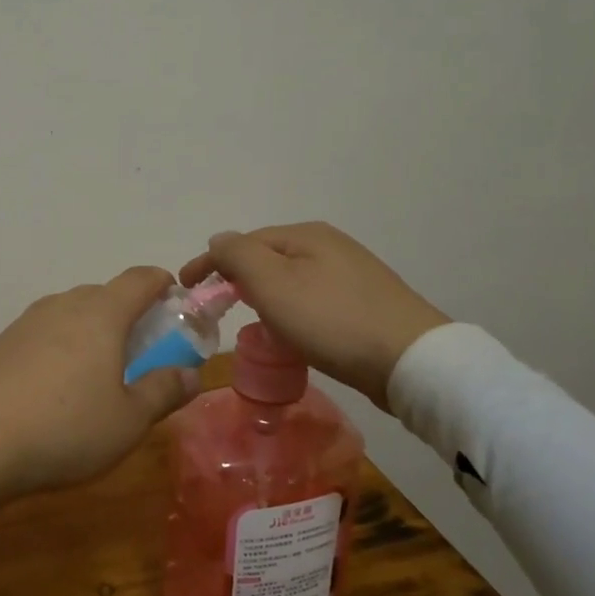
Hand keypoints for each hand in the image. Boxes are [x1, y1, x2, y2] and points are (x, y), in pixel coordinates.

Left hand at [0, 267, 201, 537]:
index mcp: (101, 313)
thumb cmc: (65, 429)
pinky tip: (56, 389)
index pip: (141, 278)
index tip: (176, 306)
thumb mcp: (128, 421)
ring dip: (93, 333)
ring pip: (72, 314)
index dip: (164, 285)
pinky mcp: (1, 344)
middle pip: (105, 294)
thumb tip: (192, 375)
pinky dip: (62, 348)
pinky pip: (45, 334)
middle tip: (142, 355)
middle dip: (129, 316)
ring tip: (98, 376)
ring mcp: (26, 322)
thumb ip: (163, 392)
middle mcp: (63, 305)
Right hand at [179, 222, 449, 409]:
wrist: (409, 360)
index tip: (185, 287)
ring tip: (250, 319)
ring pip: (290, 278)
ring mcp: (351, 273)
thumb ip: (238, 256)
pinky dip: (290, 308)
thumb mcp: (272, 283)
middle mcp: (329, 245)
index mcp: (305, 235)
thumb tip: (219, 240)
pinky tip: (292, 330)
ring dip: (263, 294)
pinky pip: (311, 297)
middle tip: (216, 305)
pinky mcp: (364, 302)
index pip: (242, 241)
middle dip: (236, 276)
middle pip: (267, 256)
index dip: (209, 262)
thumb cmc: (331, 319)